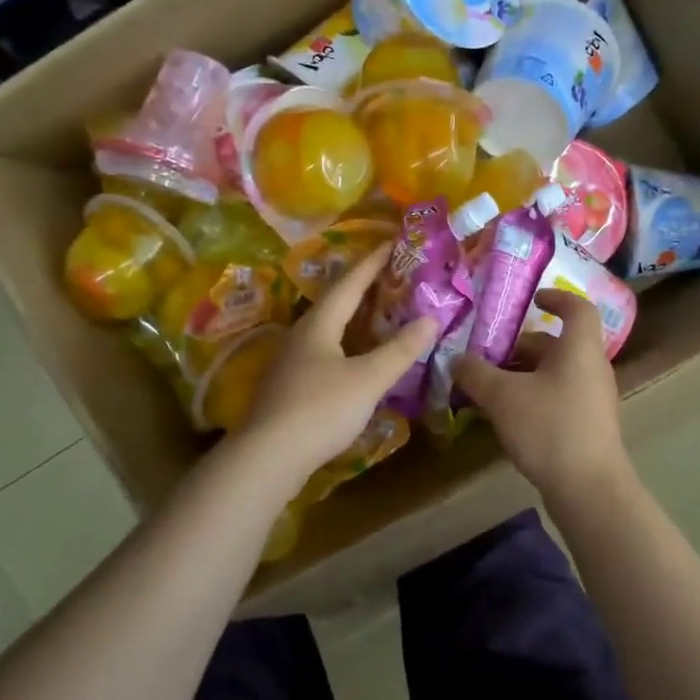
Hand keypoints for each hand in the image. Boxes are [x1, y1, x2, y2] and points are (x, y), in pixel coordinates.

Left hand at [236, 243, 437, 479]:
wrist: (267, 457)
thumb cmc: (320, 409)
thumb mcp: (368, 379)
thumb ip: (400, 350)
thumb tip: (431, 319)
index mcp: (319, 324)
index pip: (350, 282)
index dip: (373, 261)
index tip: (393, 241)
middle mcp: (302, 335)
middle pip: (336, 302)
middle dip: (364, 286)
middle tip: (393, 275)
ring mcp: (291, 361)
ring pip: (328, 328)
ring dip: (355, 317)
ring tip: (381, 311)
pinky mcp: (289, 386)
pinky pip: (324, 351)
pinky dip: (347, 343)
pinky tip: (358, 356)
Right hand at [451, 290, 629, 500]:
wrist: (589, 489)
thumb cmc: (549, 427)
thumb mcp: (502, 397)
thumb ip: (476, 374)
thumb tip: (456, 360)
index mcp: (579, 349)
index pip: (578, 308)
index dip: (557, 297)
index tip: (532, 299)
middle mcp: (591, 368)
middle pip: (557, 345)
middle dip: (520, 346)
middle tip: (486, 355)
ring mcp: (592, 399)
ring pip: (554, 374)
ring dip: (522, 375)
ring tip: (486, 388)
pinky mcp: (587, 426)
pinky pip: (557, 397)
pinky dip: (531, 397)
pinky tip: (504, 417)